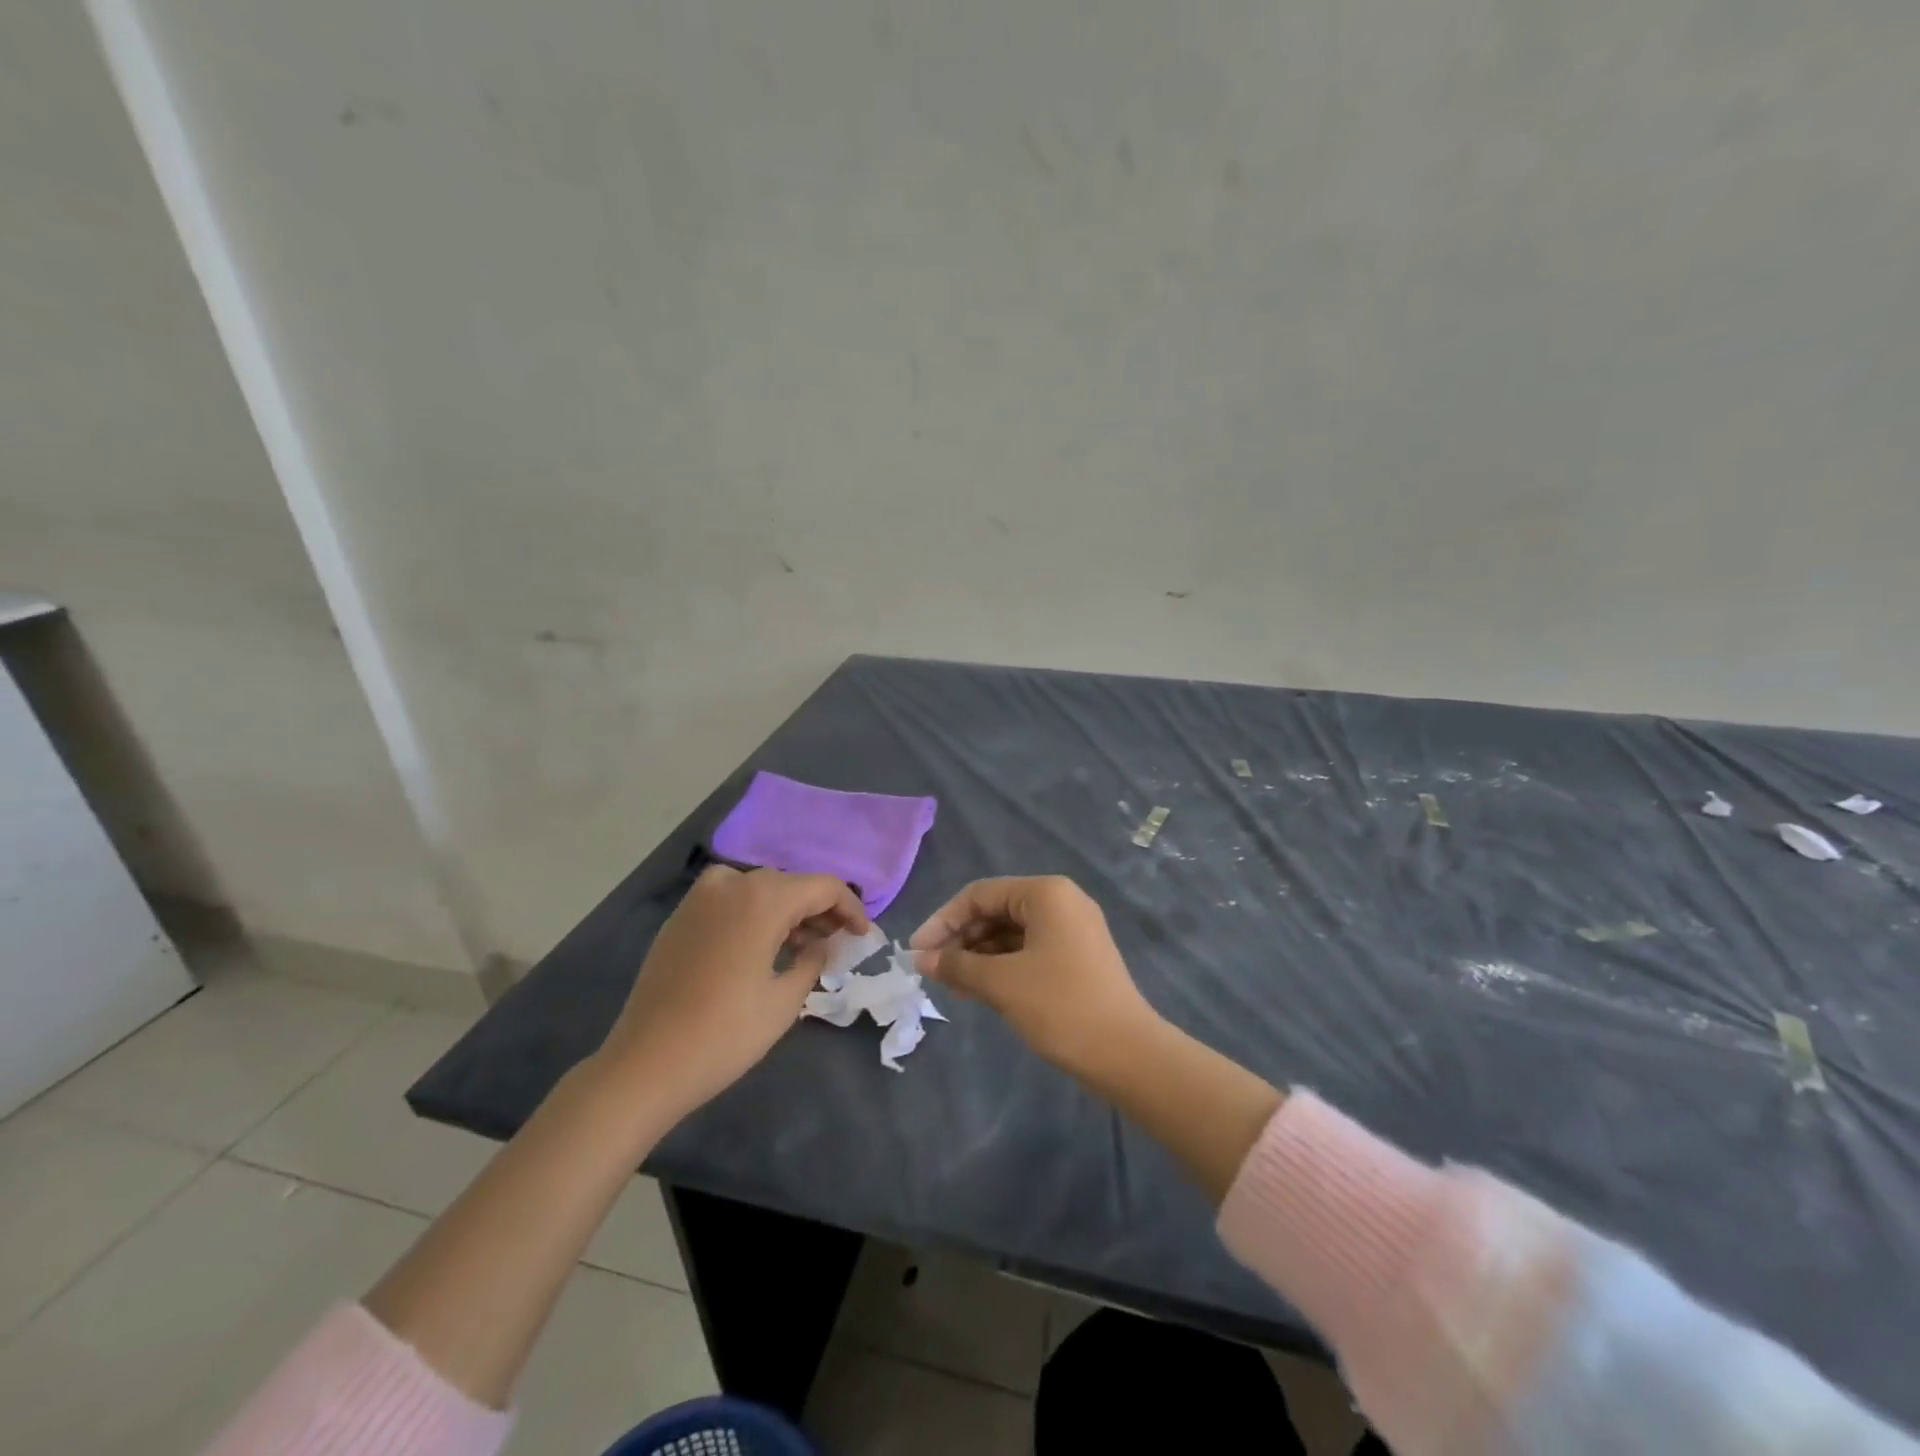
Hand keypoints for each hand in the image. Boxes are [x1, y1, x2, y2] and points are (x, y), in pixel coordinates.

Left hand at [598, 865, 868, 1119]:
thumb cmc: (725, 1033)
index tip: (863, 935)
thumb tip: (819, 943)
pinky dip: (754, 913)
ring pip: (759, 889)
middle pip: (790, 884)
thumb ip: (812, 959)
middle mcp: (731, 884)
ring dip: (786, 910)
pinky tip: (762, 946)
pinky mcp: (680, 917)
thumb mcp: (785, 1000)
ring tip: (802, 945)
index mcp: (762, 898)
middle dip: (818, 908)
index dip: (850, 907)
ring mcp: (700, 898)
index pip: (823, 886)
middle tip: (836, 941)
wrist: (645, 1063)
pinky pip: (730, 900)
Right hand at [910, 875, 1157, 1080]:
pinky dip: (1001, 966)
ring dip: (978, 955)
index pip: (979, 895)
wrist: (1127, 1054)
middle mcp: (1061, 901)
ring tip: (952, 985)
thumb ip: (957, 966)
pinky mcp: (1078, 957)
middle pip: (996, 910)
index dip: (942, 921)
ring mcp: (1073, 930)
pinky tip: (980, 990)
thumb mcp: (1001, 984)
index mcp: (1046, 893)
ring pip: (1011, 932)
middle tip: (932, 972)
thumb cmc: (1061, 1006)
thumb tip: (920, 959)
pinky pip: (1028, 950)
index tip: (916, 953)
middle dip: (961, 939)